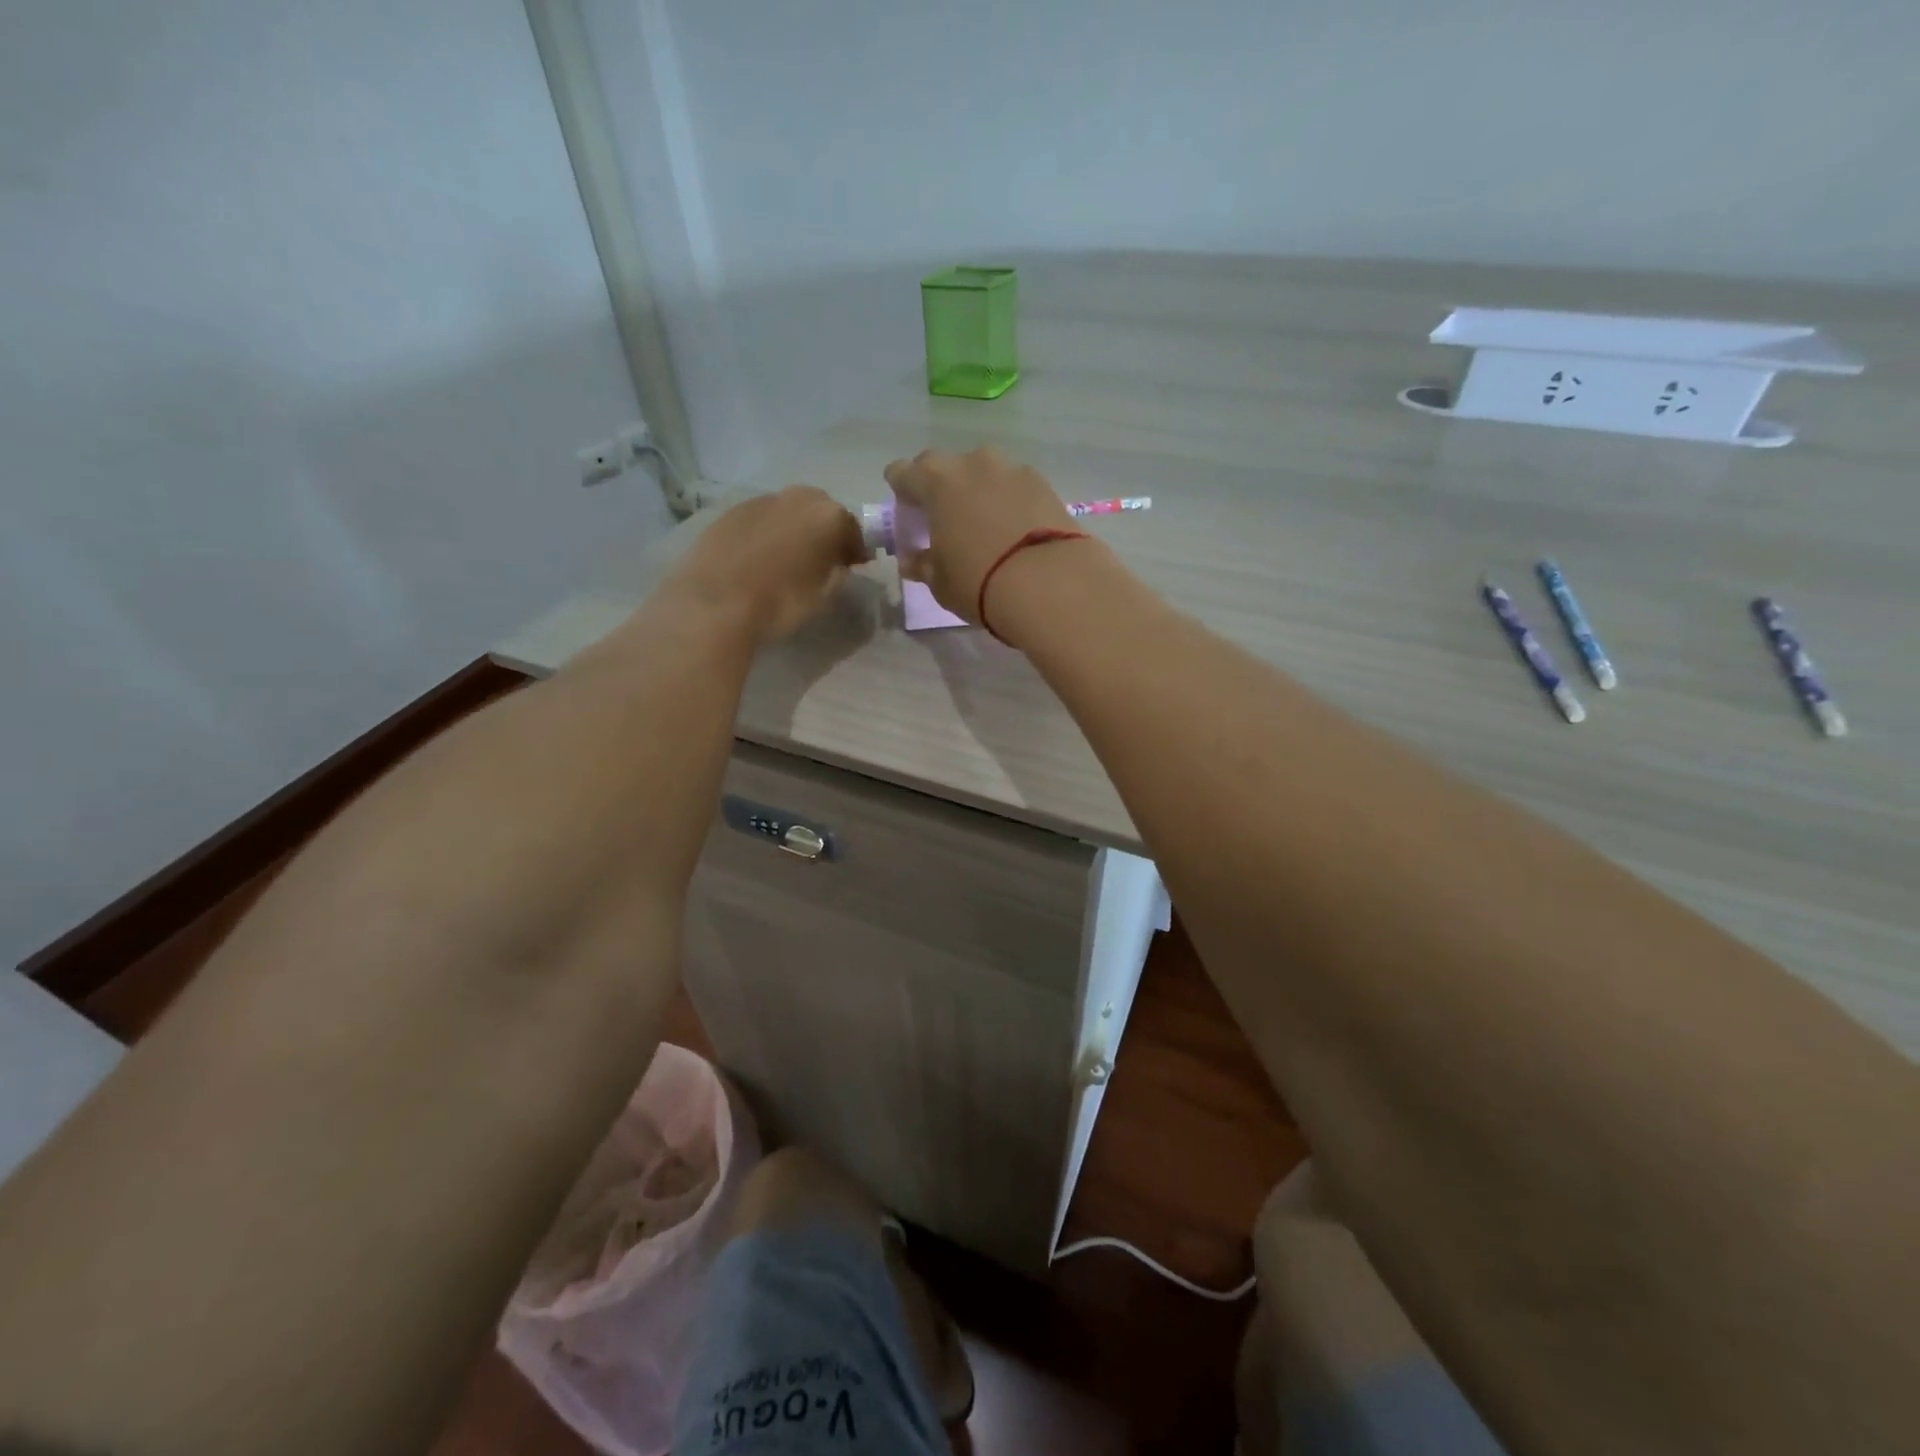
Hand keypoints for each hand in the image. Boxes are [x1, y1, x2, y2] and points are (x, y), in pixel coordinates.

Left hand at [664, 486, 867, 643]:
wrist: (715, 604)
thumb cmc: (780, 603)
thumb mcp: (824, 596)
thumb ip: (839, 573)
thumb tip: (839, 564)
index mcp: (827, 515)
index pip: (852, 528)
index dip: (855, 549)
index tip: (853, 567)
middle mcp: (796, 498)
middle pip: (820, 510)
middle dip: (824, 531)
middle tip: (822, 559)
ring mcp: (760, 500)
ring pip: (788, 511)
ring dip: (794, 529)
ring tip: (789, 559)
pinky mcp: (729, 511)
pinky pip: (761, 519)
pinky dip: (767, 533)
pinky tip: (760, 558)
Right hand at [882, 447, 1077, 624]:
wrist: (1050, 582)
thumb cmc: (979, 583)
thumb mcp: (940, 582)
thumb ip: (923, 564)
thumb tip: (914, 559)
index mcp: (935, 482)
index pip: (902, 473)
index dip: (900, 491)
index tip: (906, 512)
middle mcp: (971, 463)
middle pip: (943, 466)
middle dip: (938, 486)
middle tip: (943, 517)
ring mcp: (1011, 469)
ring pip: (983, 471)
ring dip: (977, 489)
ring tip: (984, 522)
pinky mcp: (1044, 482)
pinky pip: (1014, 485)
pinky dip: (1009, 499)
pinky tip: (1015, 527)